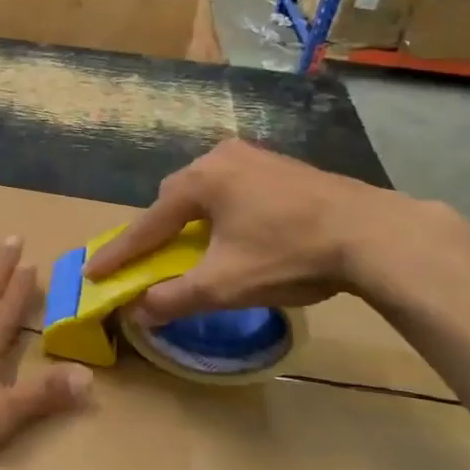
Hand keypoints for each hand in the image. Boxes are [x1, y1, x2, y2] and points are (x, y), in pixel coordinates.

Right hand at [85, 139, 424, 320]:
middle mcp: (221, 158)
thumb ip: (174, 298)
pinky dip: (223, 213)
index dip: (120, 254)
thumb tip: (137, 312)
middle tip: (150, 260)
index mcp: (201, 180)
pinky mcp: (283, 166)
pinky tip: (236, 233)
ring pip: (206, 192)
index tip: (92, 272)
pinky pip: (235, 189)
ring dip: (193, 221)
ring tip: (194, 249)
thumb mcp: (225, 285)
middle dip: (159, 232)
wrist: (377, 234)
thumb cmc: (290, 255)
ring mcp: (255, 157)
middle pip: (175, 200)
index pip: (148, 224)